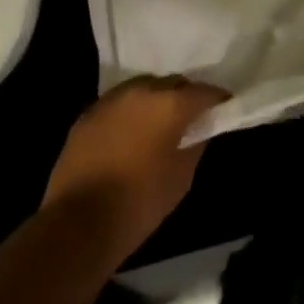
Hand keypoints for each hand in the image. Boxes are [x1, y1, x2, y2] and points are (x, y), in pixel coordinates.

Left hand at [42, 76, 228, 263]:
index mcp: (168, 104)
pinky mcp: (87, 114)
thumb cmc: (140, 201)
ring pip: (142, 89)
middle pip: (171, 83)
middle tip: (192, 117)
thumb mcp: (181, 177)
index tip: (225, 107)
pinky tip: (131, 134)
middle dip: (184, 96)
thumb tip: (198, 131)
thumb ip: (194, 145)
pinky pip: (118, 104)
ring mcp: (110, 100)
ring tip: (160, 123)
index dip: (217, 99)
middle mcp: (140, 91)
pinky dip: (130, 113)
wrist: (79, 220)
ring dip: (155, 101)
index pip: (203, 91)